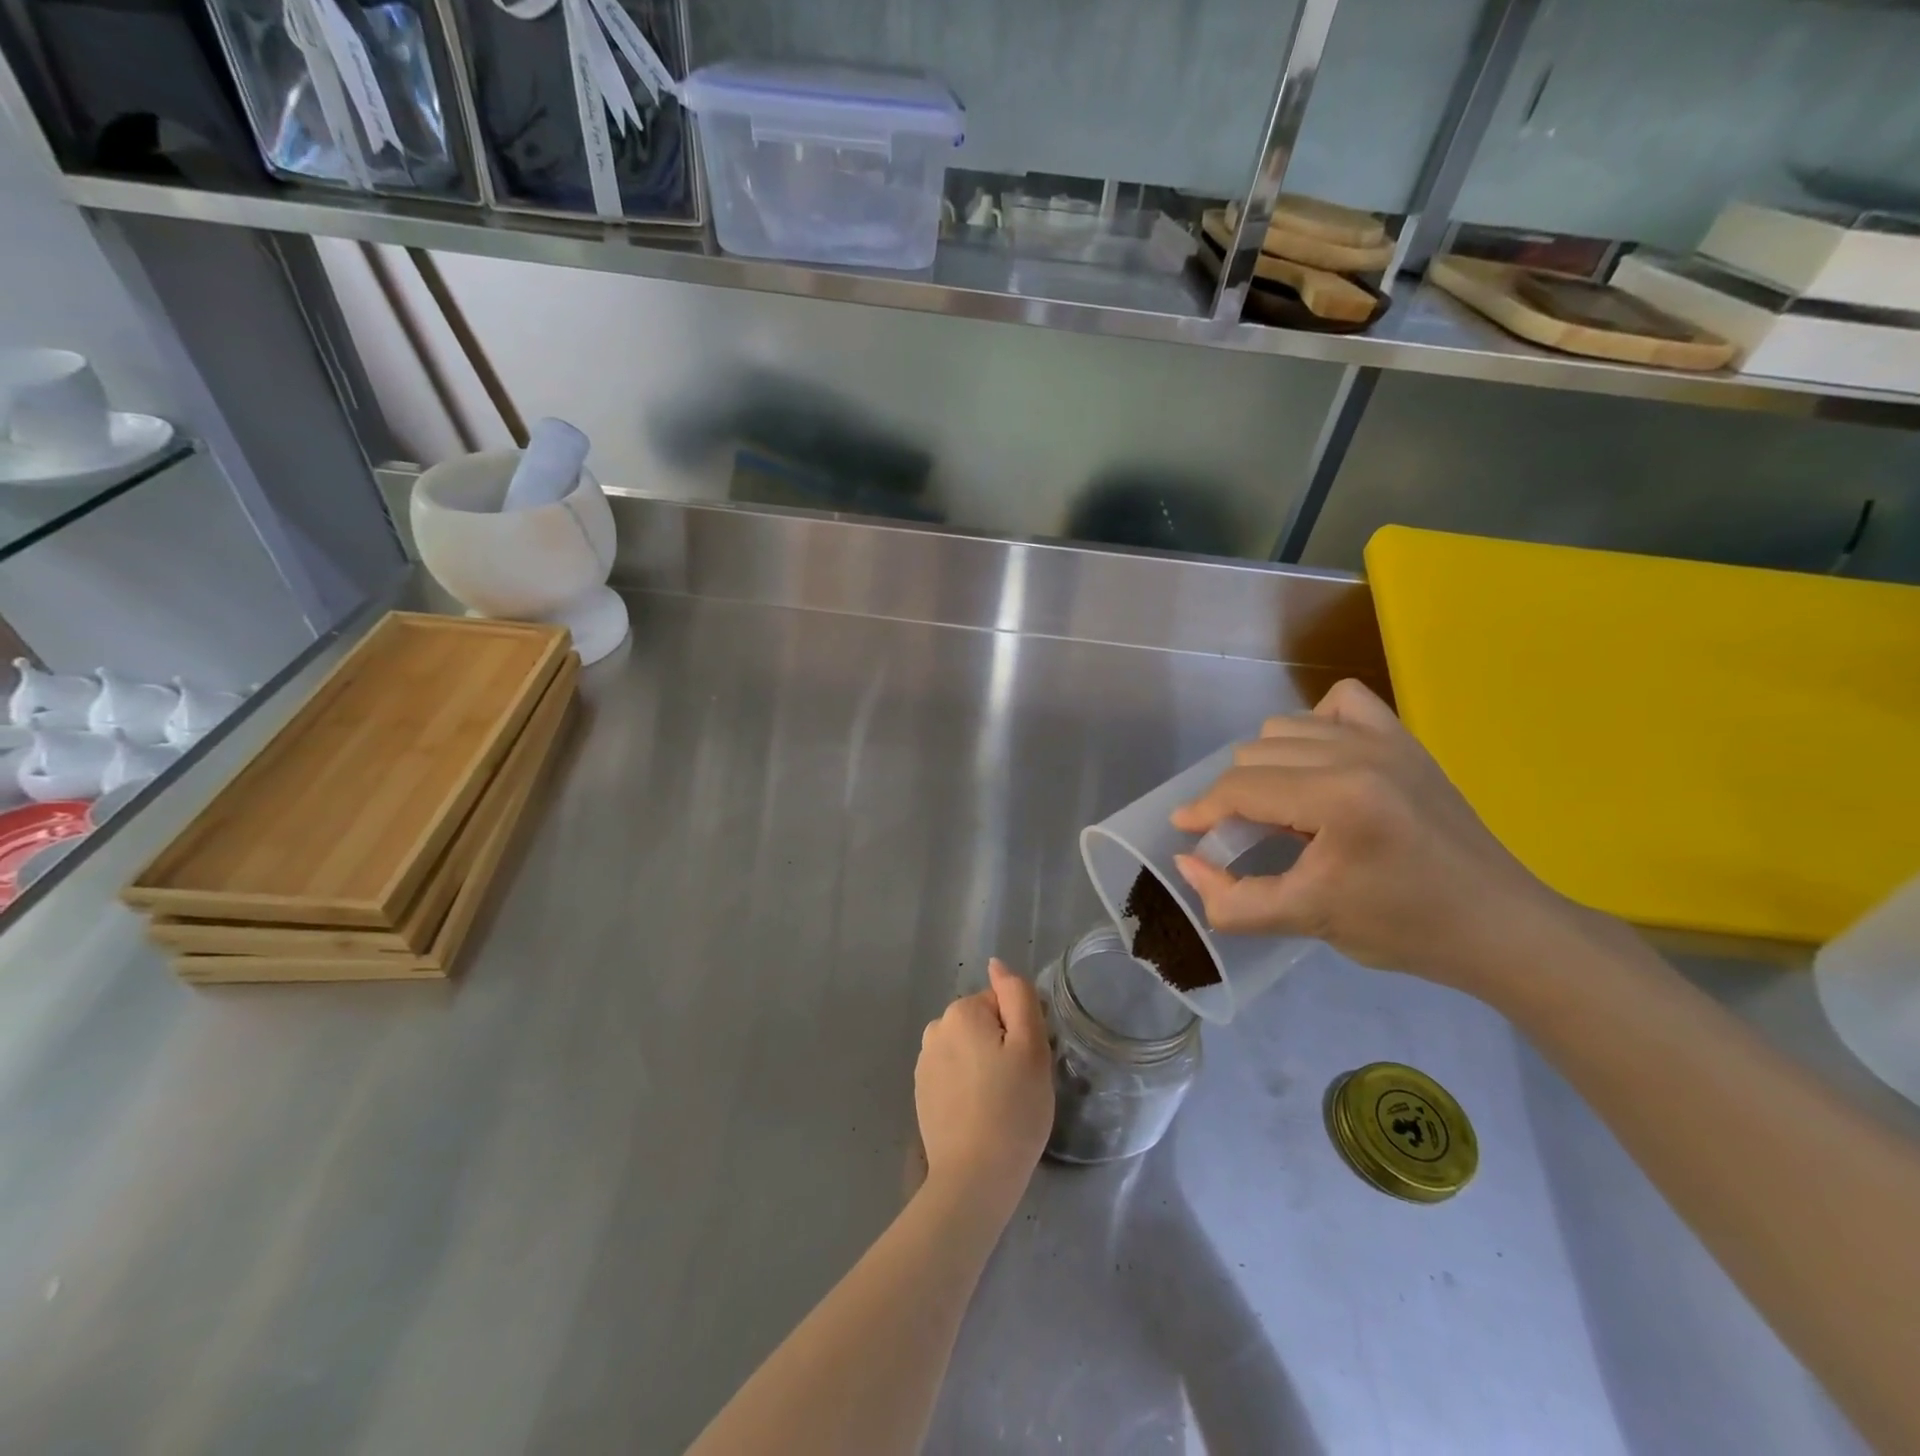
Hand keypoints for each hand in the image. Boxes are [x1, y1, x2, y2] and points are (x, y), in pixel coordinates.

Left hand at [916, 960, 1053, 1217]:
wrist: (975, 1177)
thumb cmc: (1012, 1108)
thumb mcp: (1031, 1046)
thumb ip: (1017, 996)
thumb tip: (997, 964)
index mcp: (961, 1012)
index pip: (1003, 1004)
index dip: (1022, 1031)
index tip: (1028, 1064)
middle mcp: (935, 1029)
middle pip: (984, 1025)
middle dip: (1003, 1047)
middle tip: (1019, 1085)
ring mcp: (924, 1063)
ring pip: (969, 1050)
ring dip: (985, 1067)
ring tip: (1001, 1104)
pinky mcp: (921, 1093)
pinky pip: (955, 1075)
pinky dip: (968, 1088)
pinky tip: (980, 1116)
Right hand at [1169, 679, 1582, 994]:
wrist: (1500, 926)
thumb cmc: (1404, 928)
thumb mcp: (1306, 921)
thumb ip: (1231, 899)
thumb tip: (1186, 862)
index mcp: (1338, 798)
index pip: (1242, 787)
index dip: (1203, 809)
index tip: (1185, 830)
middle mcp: (1358, 754)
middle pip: (1255, 753)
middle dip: (1235, 795)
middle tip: (1243, 836)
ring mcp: (1386, 739)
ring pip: (1286, 727)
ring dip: (1267, 765)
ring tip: (1282, 807)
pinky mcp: (1405, 739)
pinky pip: (1339, 704)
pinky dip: (1314, 727)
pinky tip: (1319, 764)